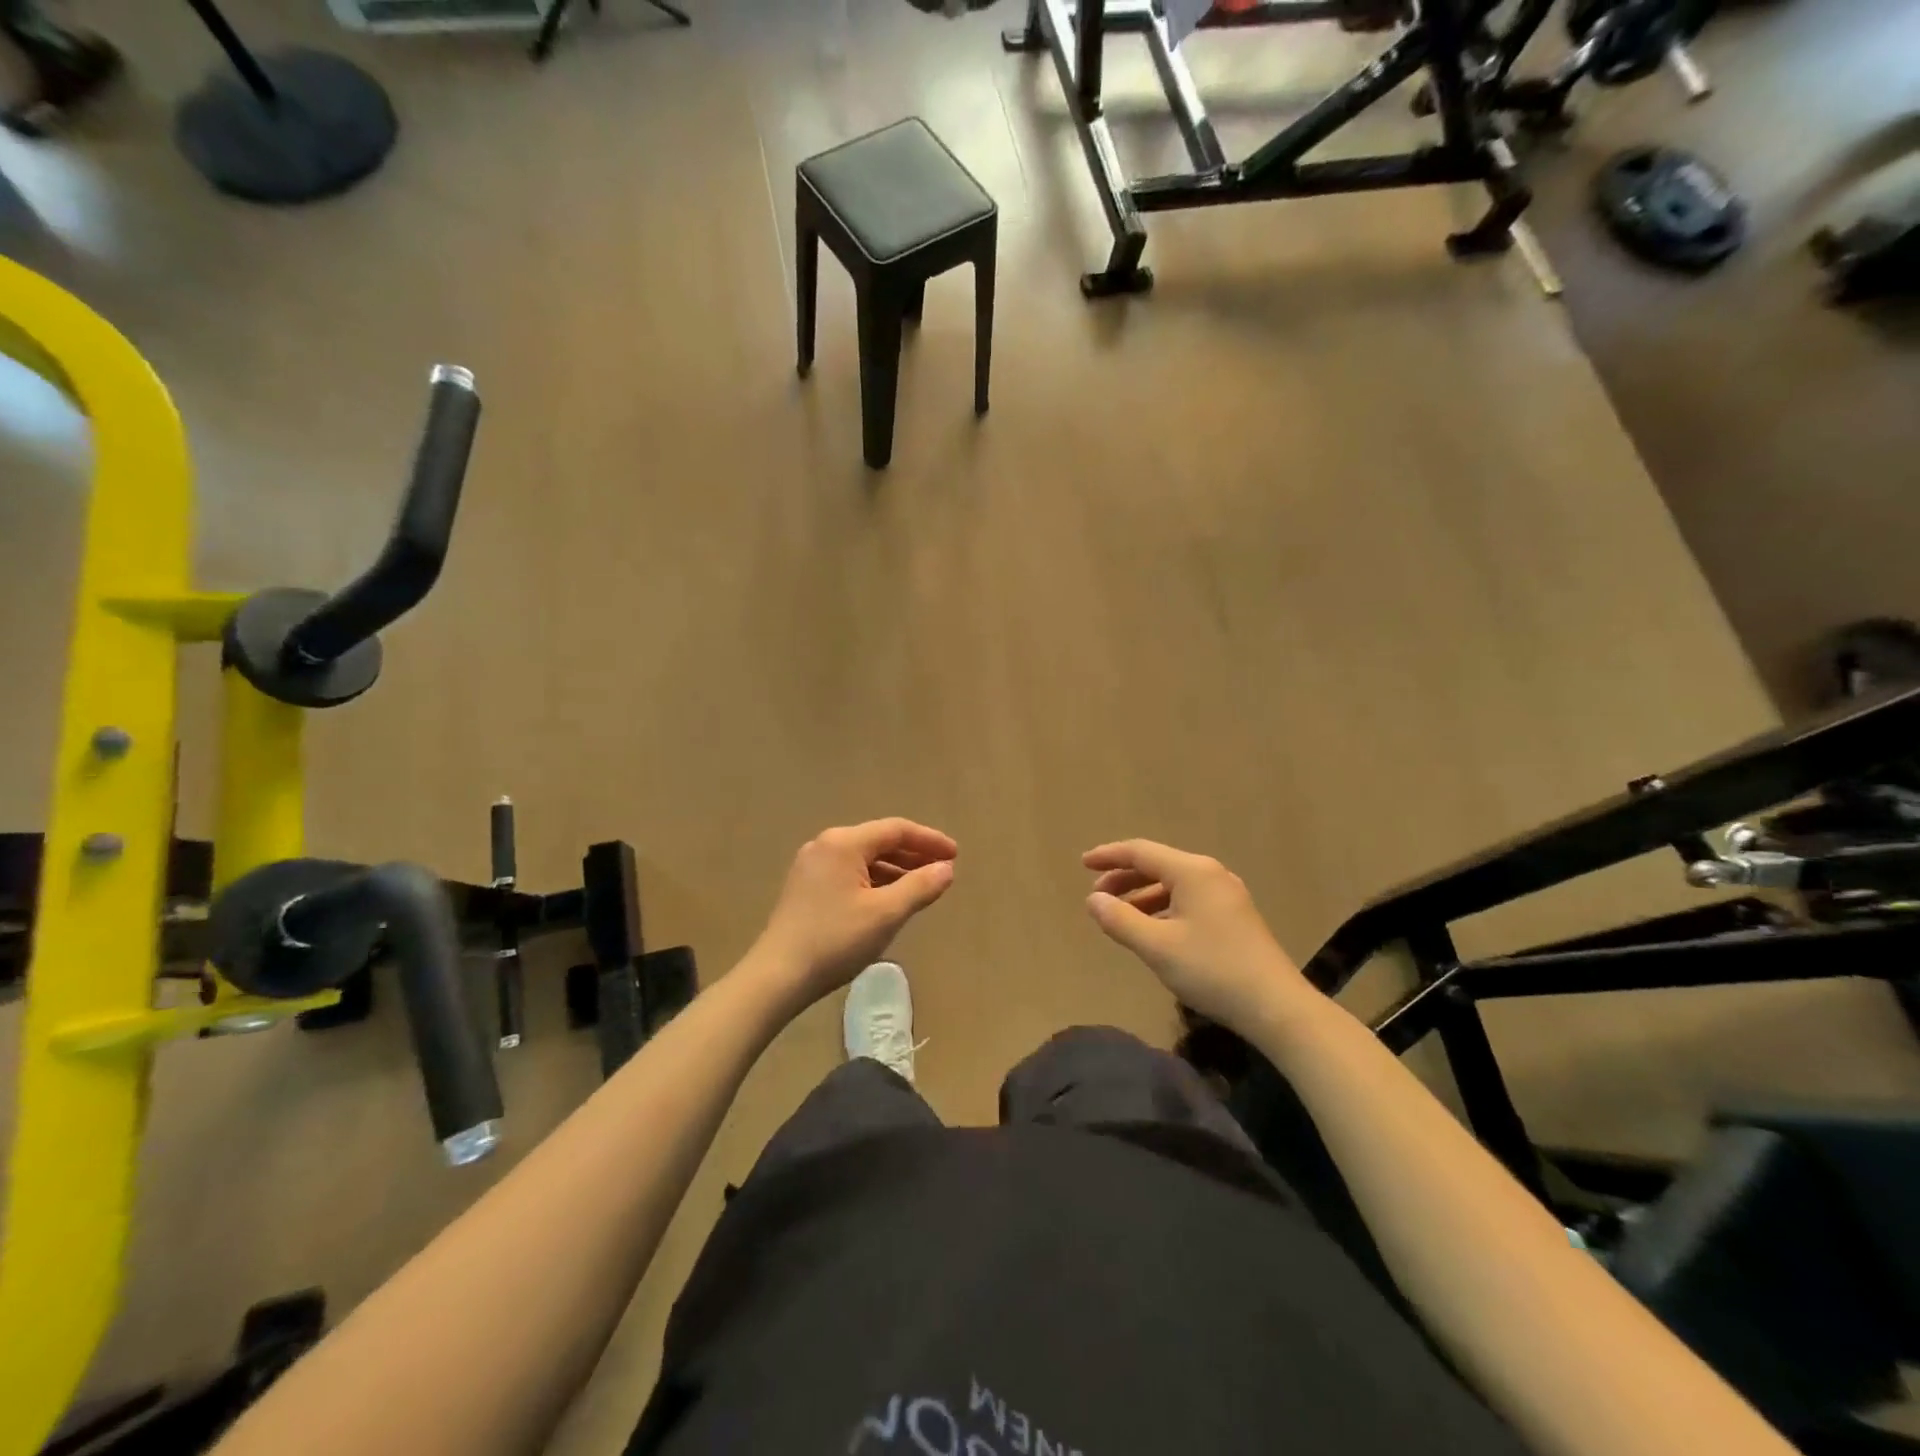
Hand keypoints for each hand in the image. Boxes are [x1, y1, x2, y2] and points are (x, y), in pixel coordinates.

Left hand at [753, 819, 956, 1005]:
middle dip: (913, 854)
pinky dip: (874, 881)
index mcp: (844, 843)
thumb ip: (920, 887)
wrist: (777, 977)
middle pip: (879, 841)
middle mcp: (825, 845)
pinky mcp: (805, 888)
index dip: (929, 840)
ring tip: (921, 887)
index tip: (955, 855)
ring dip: (895, 869)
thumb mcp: (885, 914)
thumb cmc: (835, 940)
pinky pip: (849, 873)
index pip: (896, 830)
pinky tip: (888, 900)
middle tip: (943, 870)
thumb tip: (946, 869)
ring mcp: (811, 866)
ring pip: (864, 859)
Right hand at [1082, 839, 1307, 1035]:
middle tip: (1097, 896)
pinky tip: (1153, 930)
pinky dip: (1163, 908)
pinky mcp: (1234, 916)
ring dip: (1142, 895)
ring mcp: (1226, 895)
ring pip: (1173, 885)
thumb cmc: (1212, 970)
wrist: (1276, 1006)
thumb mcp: (1157, 947)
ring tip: (1119, 916)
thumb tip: (1092, 899)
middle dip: (1123, 878)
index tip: (1082, 864)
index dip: (1108, 856)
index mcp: (1192, 872)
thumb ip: (1120, 920)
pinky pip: (1188, 900)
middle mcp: (1210, 874)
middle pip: (1157, 865)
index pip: (1140, 852)